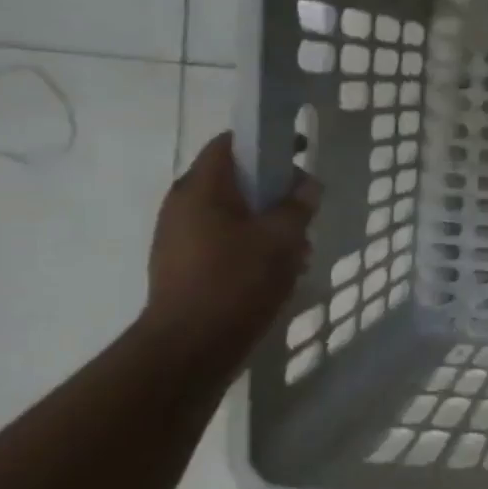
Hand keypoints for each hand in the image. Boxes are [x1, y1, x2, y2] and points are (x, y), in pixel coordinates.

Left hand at [144, 133, 320, 357]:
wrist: (191, 347)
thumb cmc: (237, 281)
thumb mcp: (281, 238)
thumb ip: (297, 206)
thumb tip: (307, 185)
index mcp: (201, 189)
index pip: (229, 144)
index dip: (264, 141)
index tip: (298, 152)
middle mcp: (183, 206)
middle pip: (234, 180)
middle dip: (274, 191)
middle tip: (305, 210)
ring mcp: (180, 238)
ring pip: (233, 214)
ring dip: (268, 223)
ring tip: (298, 248)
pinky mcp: (185, 266)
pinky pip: (225, 241)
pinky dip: (253, 245)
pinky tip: (278, 271)